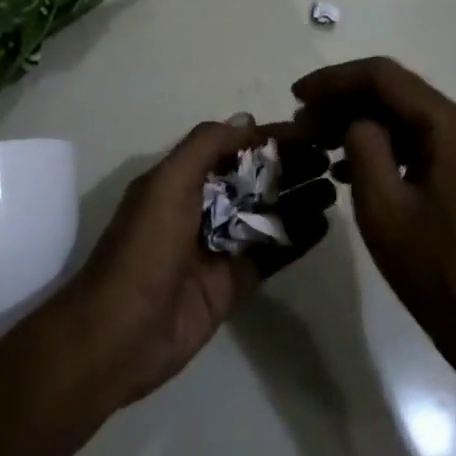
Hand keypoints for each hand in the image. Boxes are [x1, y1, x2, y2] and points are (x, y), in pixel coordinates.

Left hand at [57, 119, 336, 408]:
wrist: (120, 335)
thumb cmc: (144, 248)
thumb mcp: (167, 183)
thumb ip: (205, 146)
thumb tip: (247, 120)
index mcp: (181, 180)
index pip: (232, 148)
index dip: (267, 138)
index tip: (307, 131)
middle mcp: (201, 207)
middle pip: (253, 179)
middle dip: (289, 166)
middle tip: (330, 158)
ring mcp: (219, 247)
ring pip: (266, 214)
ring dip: (298, 198)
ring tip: (334, 186)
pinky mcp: (234, 283)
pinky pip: (271, 254)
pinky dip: (297, 238)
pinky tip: (324, 224)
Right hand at [289, 59, 455, 389]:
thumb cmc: (438, 274)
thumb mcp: (384, 209)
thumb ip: (363, 147)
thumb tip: (355, 120)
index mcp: (453, 127)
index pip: (384, 78)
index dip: (334, 80)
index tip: (297, 96)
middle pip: (398, 94)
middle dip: (345, 103)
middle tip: (302, 124)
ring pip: (409, 119)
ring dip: (364, 125)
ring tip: (319, 145)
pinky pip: (424, 144)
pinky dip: (388, 148)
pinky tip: (351, 170)